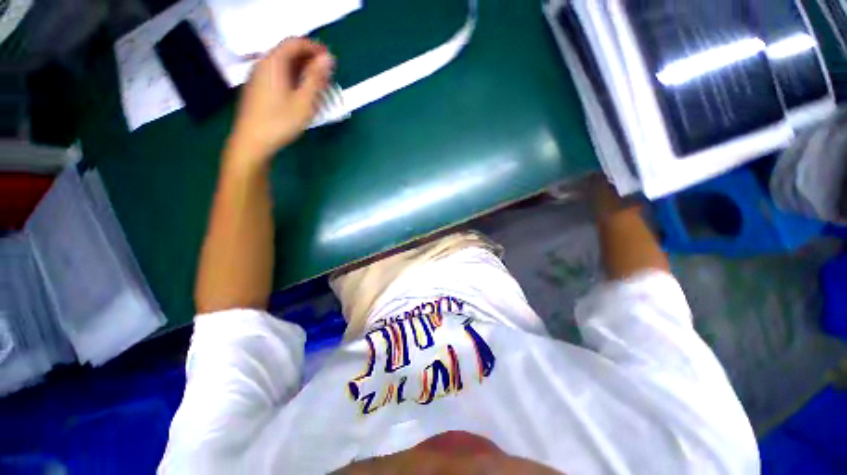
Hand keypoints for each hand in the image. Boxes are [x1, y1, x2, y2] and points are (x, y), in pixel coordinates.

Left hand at [228, 38, 334, 164]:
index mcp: (274, 62)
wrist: (252, 141)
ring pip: (283, 65)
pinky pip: (278, 75)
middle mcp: (263, 64)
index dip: (314, 47)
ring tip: (318, 86)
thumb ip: (316, 78)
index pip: (295, 43)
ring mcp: (258, 76)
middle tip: (327, 76)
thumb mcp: (304, 101)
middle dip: (310, 60)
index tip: (330, 59)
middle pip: (288, 52)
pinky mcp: (258, 89)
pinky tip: (301, 93)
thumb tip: (328, 59)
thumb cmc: (280, 122)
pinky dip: (293, 79)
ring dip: (302, 71)